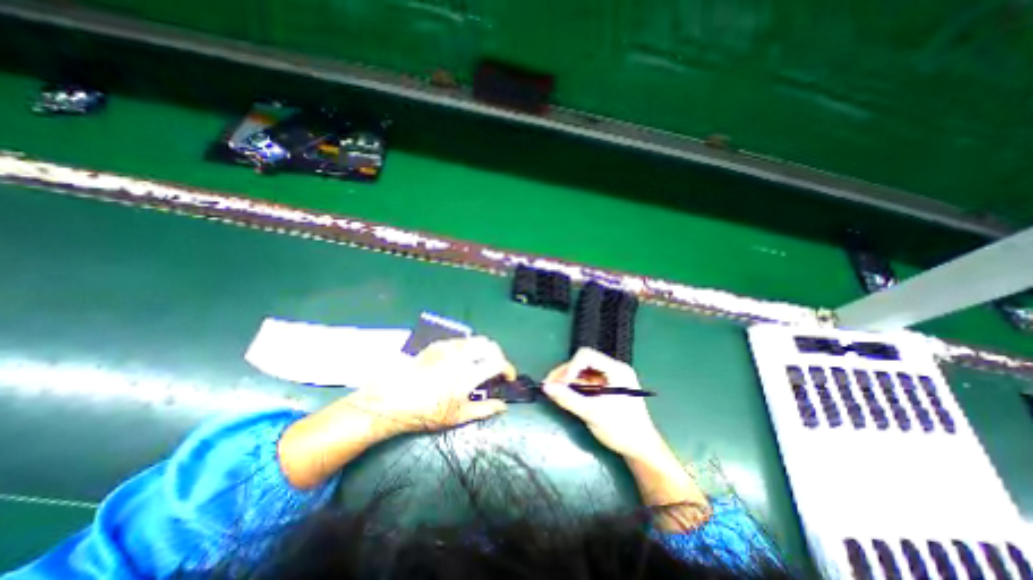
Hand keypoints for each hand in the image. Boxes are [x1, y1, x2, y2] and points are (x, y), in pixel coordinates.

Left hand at [278, 335, 510, 488]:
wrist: (393, 400)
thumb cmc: (426, 412)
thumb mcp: (458, 417)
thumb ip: (485, 409)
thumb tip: (503, 406)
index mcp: (468, 374)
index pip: (498, 362)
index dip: (508, 368)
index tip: (507, 377)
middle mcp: (461, 356)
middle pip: (489, 344)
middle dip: (497, 355)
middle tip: (494, 369)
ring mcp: (448, 348)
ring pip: (474, 340)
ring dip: (483, 350)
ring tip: (478, 364)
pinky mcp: (437, 345)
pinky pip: (460, 341)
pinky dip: (468, 348)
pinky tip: (460, 361)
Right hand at [541, 346, 661, 458]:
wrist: (642, 451)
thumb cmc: (621, 430)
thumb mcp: (593, 414)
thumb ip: (568, 399)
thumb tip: (546, 387)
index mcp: (616, 370)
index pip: (587, 356)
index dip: (570, 367)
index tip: (559, 384)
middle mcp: (613, 370)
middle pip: (583, 362)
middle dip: (565, 373)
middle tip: (549, 386)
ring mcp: (610, 379)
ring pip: (582, 372)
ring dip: (567, 380)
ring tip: (553, 391)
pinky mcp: (606, 389)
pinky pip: (586, 382)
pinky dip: (574, 387)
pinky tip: (564, 395)